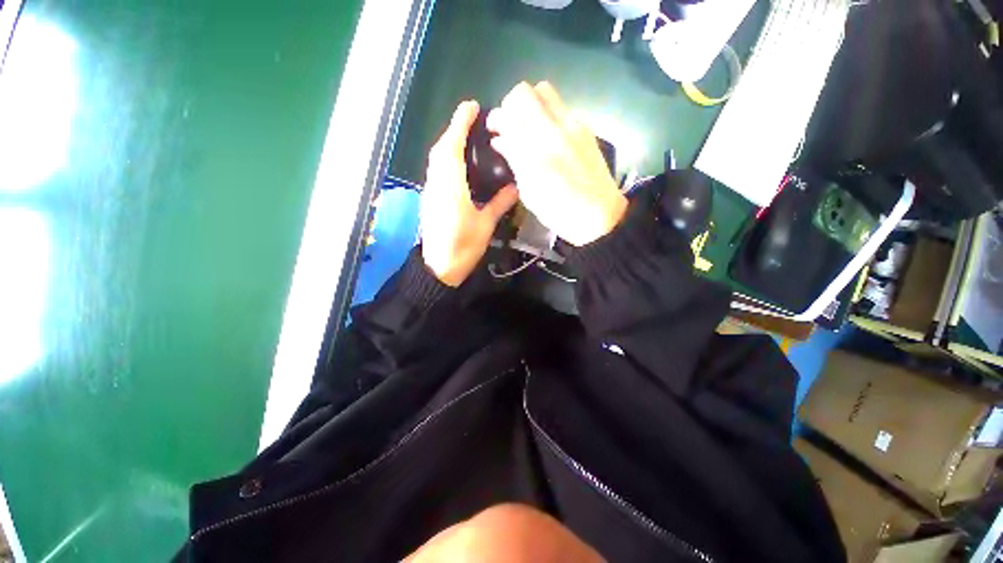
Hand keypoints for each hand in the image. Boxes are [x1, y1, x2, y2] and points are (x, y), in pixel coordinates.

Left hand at [421, 101, 518, 286]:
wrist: (438, 268)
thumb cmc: (463, 247)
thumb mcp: (485, 225)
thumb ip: (499, 203)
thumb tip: (515, 187)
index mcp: (451, 188)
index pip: (452, 147)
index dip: (460, 124)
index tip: (472, 106)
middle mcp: (437, 184)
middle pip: (441, 149)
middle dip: (454, 130)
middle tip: (473, 121)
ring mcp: (431, 191)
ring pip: (436, 159)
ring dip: (449, 143)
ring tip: (468, 138)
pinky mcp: (430, 199)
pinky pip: (436, 170)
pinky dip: (445, 159)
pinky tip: (459, 164)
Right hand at [487, 82, 626, 246]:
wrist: (600, 214)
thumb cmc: (559, 211)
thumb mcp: (529, 192)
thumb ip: (514, 161)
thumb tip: (500, 140)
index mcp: (534, 151)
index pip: (508, 114)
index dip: (497, 117)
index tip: (494, 129)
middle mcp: (552, 129)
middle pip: (525, 92)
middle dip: (512, 103)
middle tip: (511, 123)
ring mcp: (572, 125)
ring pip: (545, 92)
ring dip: (531, 103)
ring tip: (529, 126)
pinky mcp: (586, 128)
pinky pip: (561, 107)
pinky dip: (548, 114)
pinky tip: (549, 136)